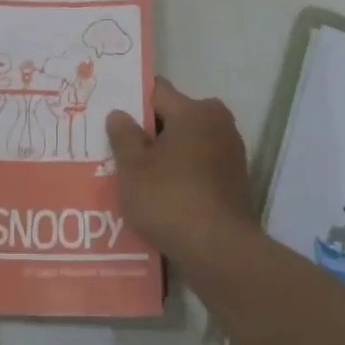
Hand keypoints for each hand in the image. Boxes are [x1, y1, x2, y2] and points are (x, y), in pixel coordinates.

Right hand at [105, 77, 254, 260]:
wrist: (219, 251)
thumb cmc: (170, 198)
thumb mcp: (133, 167)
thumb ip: (123, 135)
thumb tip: (119, 113)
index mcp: (196, 111)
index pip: (156, 92)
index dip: (131, 101)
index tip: (110, 115)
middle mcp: (219, 123)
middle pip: (173, 118)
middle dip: (147, 132)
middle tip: (117, 149)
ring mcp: (231, 154)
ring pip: (186, 145)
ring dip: (163, 156)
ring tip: (134, 175)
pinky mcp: (234, 182)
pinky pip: (198, 168)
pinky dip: (180, 175)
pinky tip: (158, 195)